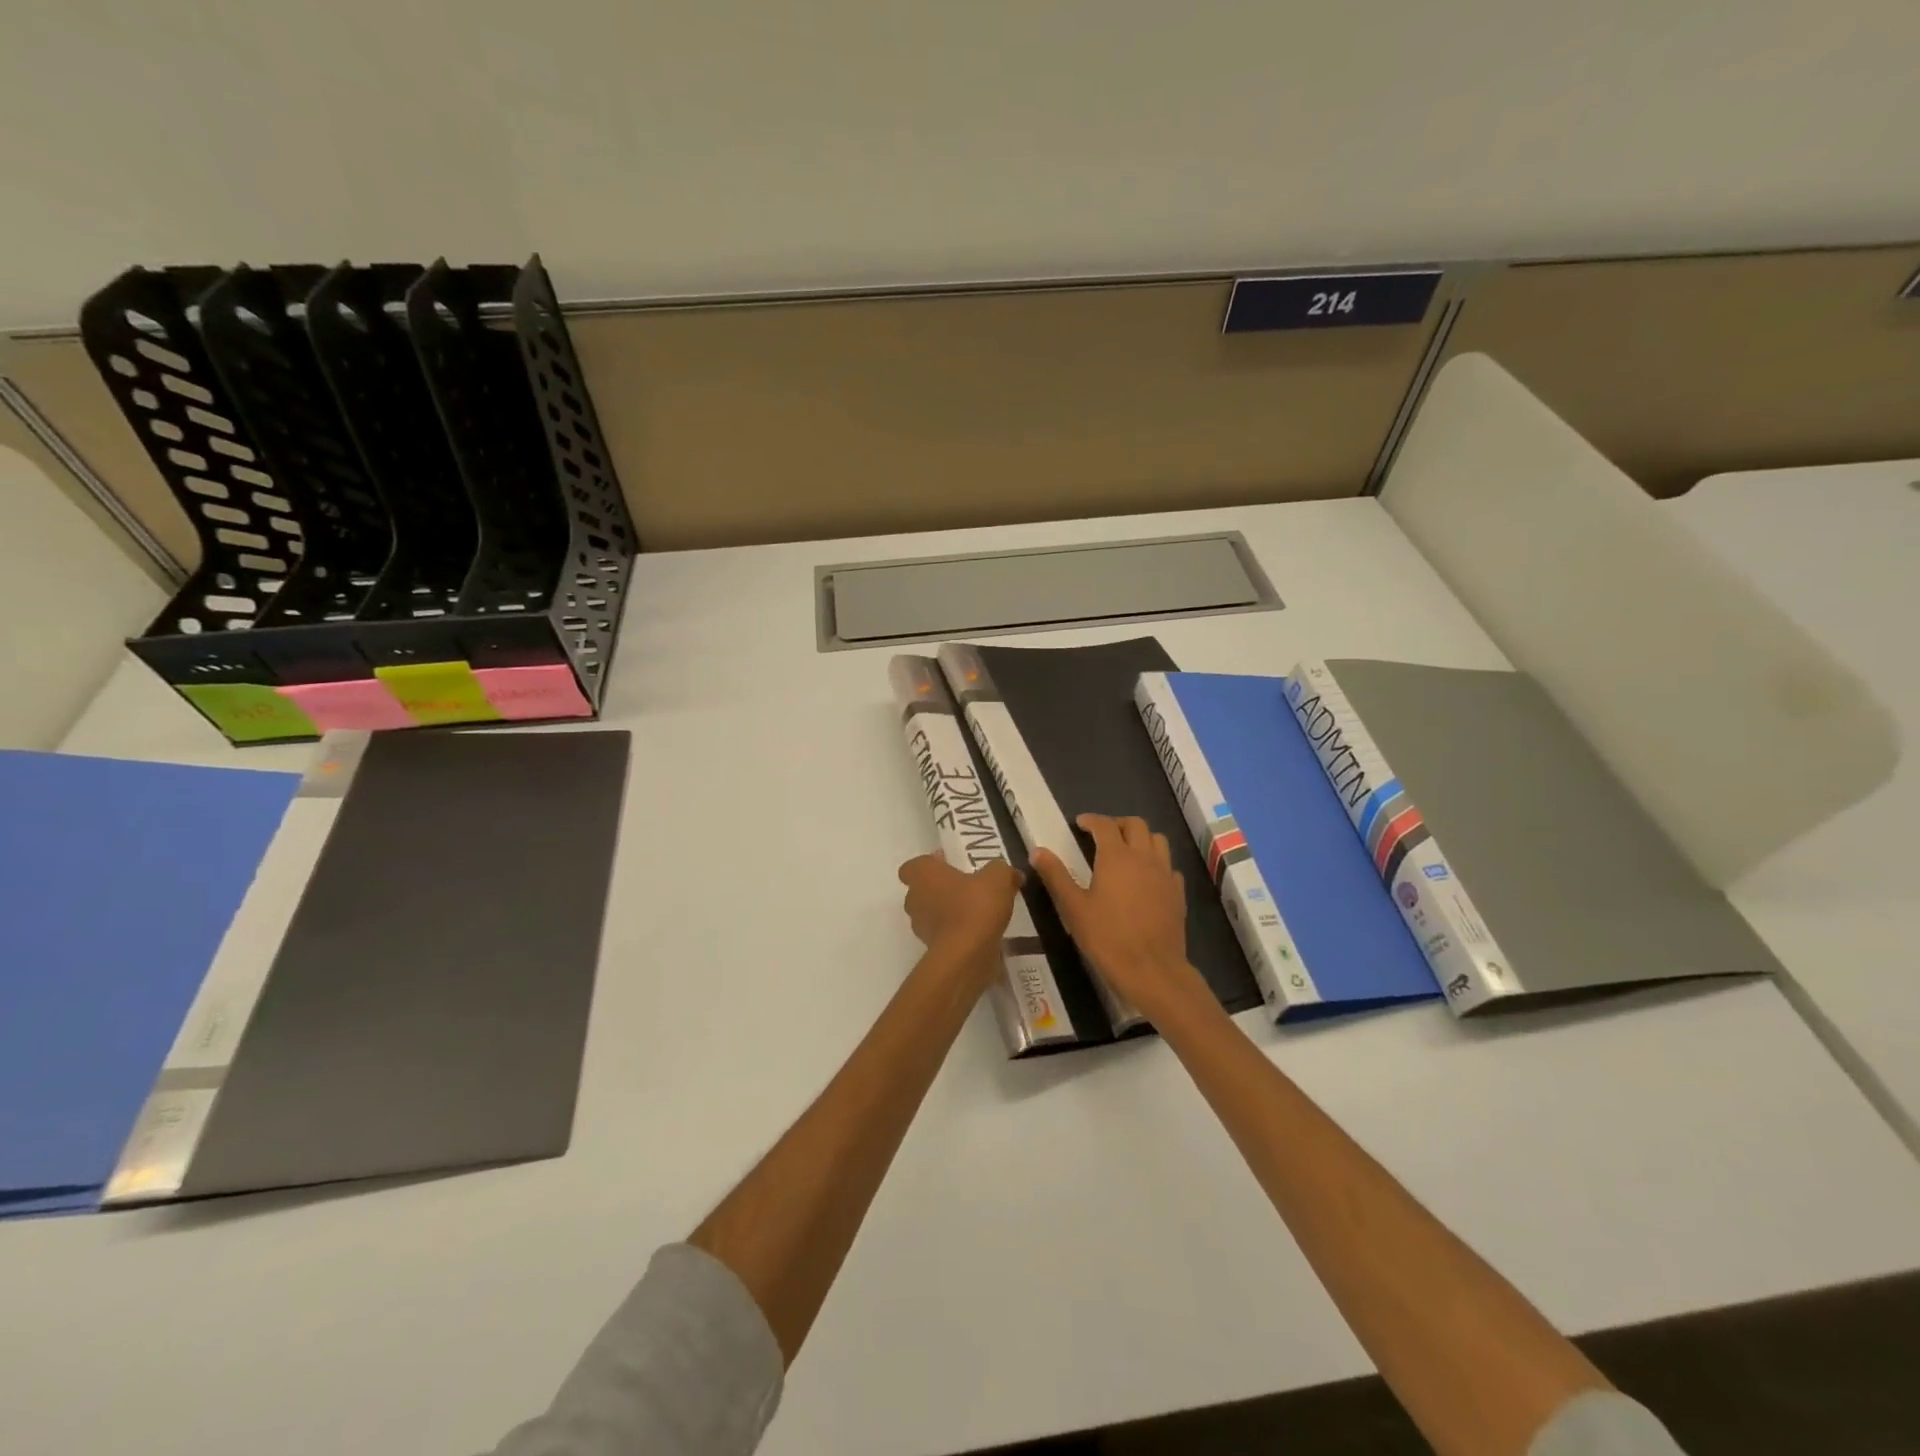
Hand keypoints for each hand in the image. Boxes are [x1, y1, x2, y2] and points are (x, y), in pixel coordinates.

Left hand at [897, 854, 1022, 970]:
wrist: (967, 955)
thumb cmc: (975, 905)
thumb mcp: (998, 878)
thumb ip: (1002, 871)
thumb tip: (1011, 874)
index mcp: (923, 875)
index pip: (912, 867)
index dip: (929, 865)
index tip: (948, 865)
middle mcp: (915, 899)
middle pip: (921, 890)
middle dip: (941, 889)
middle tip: (968, 888)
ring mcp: (921, 927)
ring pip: (931, 914)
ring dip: (949, 912)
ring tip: (978, 912)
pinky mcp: (932, 950)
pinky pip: (944, 935)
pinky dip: (958, 933)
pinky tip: (981, 933)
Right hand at [1030, 814, 1208, 1020]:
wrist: (1152, 970)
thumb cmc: (1107, 938)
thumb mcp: (1073, 908)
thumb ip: (1056, 876)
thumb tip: (1038, 851)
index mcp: (1116, 857)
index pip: (1104, 825)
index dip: (1091, 820)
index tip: (1080, 824)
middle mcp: (1144, 857)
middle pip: (1136, 825)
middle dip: (1118, 824)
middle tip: (1102, 835)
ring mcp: (1165, 874)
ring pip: (1157, 840)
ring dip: (1141, 838)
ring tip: (1126, 851)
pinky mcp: (1177, 893)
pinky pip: (1169, 866)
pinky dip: (1157, 863)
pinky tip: (1146, 879)